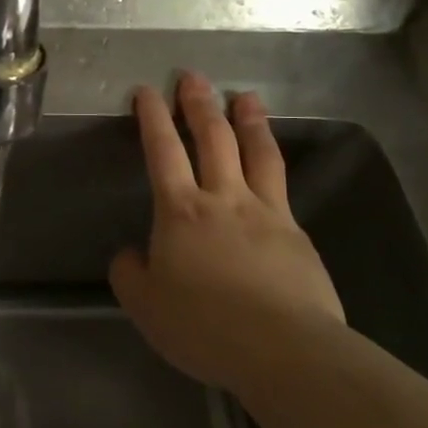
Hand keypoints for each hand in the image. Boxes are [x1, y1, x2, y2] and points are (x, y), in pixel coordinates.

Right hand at [110, 72, 344, 389]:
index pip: (163, 151)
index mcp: (181, 211)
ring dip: (249, 120)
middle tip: (194, 77)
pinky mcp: (297, 235)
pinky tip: (272, 166)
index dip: (152, 117)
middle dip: (199, 104)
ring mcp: (266, 213)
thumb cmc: (204, 326)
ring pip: (257, 153)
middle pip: (213, 138)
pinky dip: (273, 166)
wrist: (285, 350)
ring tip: (246, 96)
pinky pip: (282, 188)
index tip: (147, 90)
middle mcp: (224, 199)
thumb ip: (130, 274)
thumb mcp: (146, 306)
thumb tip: (131, 254)